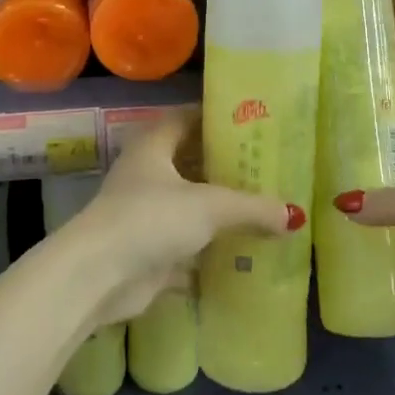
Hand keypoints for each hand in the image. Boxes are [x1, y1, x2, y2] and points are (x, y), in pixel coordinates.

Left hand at [62, 112, 303, 326]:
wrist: (99, 276)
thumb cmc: (151, 219)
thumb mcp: (210, 206)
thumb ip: (253, 208)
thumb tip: (294, 216)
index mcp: (153, 146)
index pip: (186, 119)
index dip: (215, 118)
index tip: (251, 122)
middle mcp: (146, 175)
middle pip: (190, 163)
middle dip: (225, 167)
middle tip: (267, 168)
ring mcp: (144, 214)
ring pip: (189, 205)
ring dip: (219, 210)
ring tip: (263, 208)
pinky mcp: (147, 250)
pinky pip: (186, 244)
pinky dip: (209, 249)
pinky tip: (242, 252)